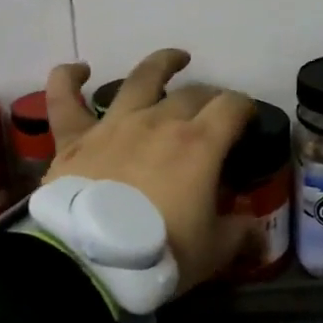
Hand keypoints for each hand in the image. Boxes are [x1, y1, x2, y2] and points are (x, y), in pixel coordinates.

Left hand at [42, 48, 256, 294]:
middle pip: (192, 94)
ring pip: (140, 79)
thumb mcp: (213, 251)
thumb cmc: (160, 253)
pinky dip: (69, 79)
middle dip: (210, 97)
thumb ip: (239, 234)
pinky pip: (65, 99)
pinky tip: (79, 70)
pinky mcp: (74, 138)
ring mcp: (114, 125)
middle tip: (214, 110)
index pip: (232, 107)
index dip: (245, 107)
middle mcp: (159, 122)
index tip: (248, 118)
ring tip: (175, 59)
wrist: (90, 262)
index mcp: (200, 144)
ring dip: (161, 65)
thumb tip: (257, 234)